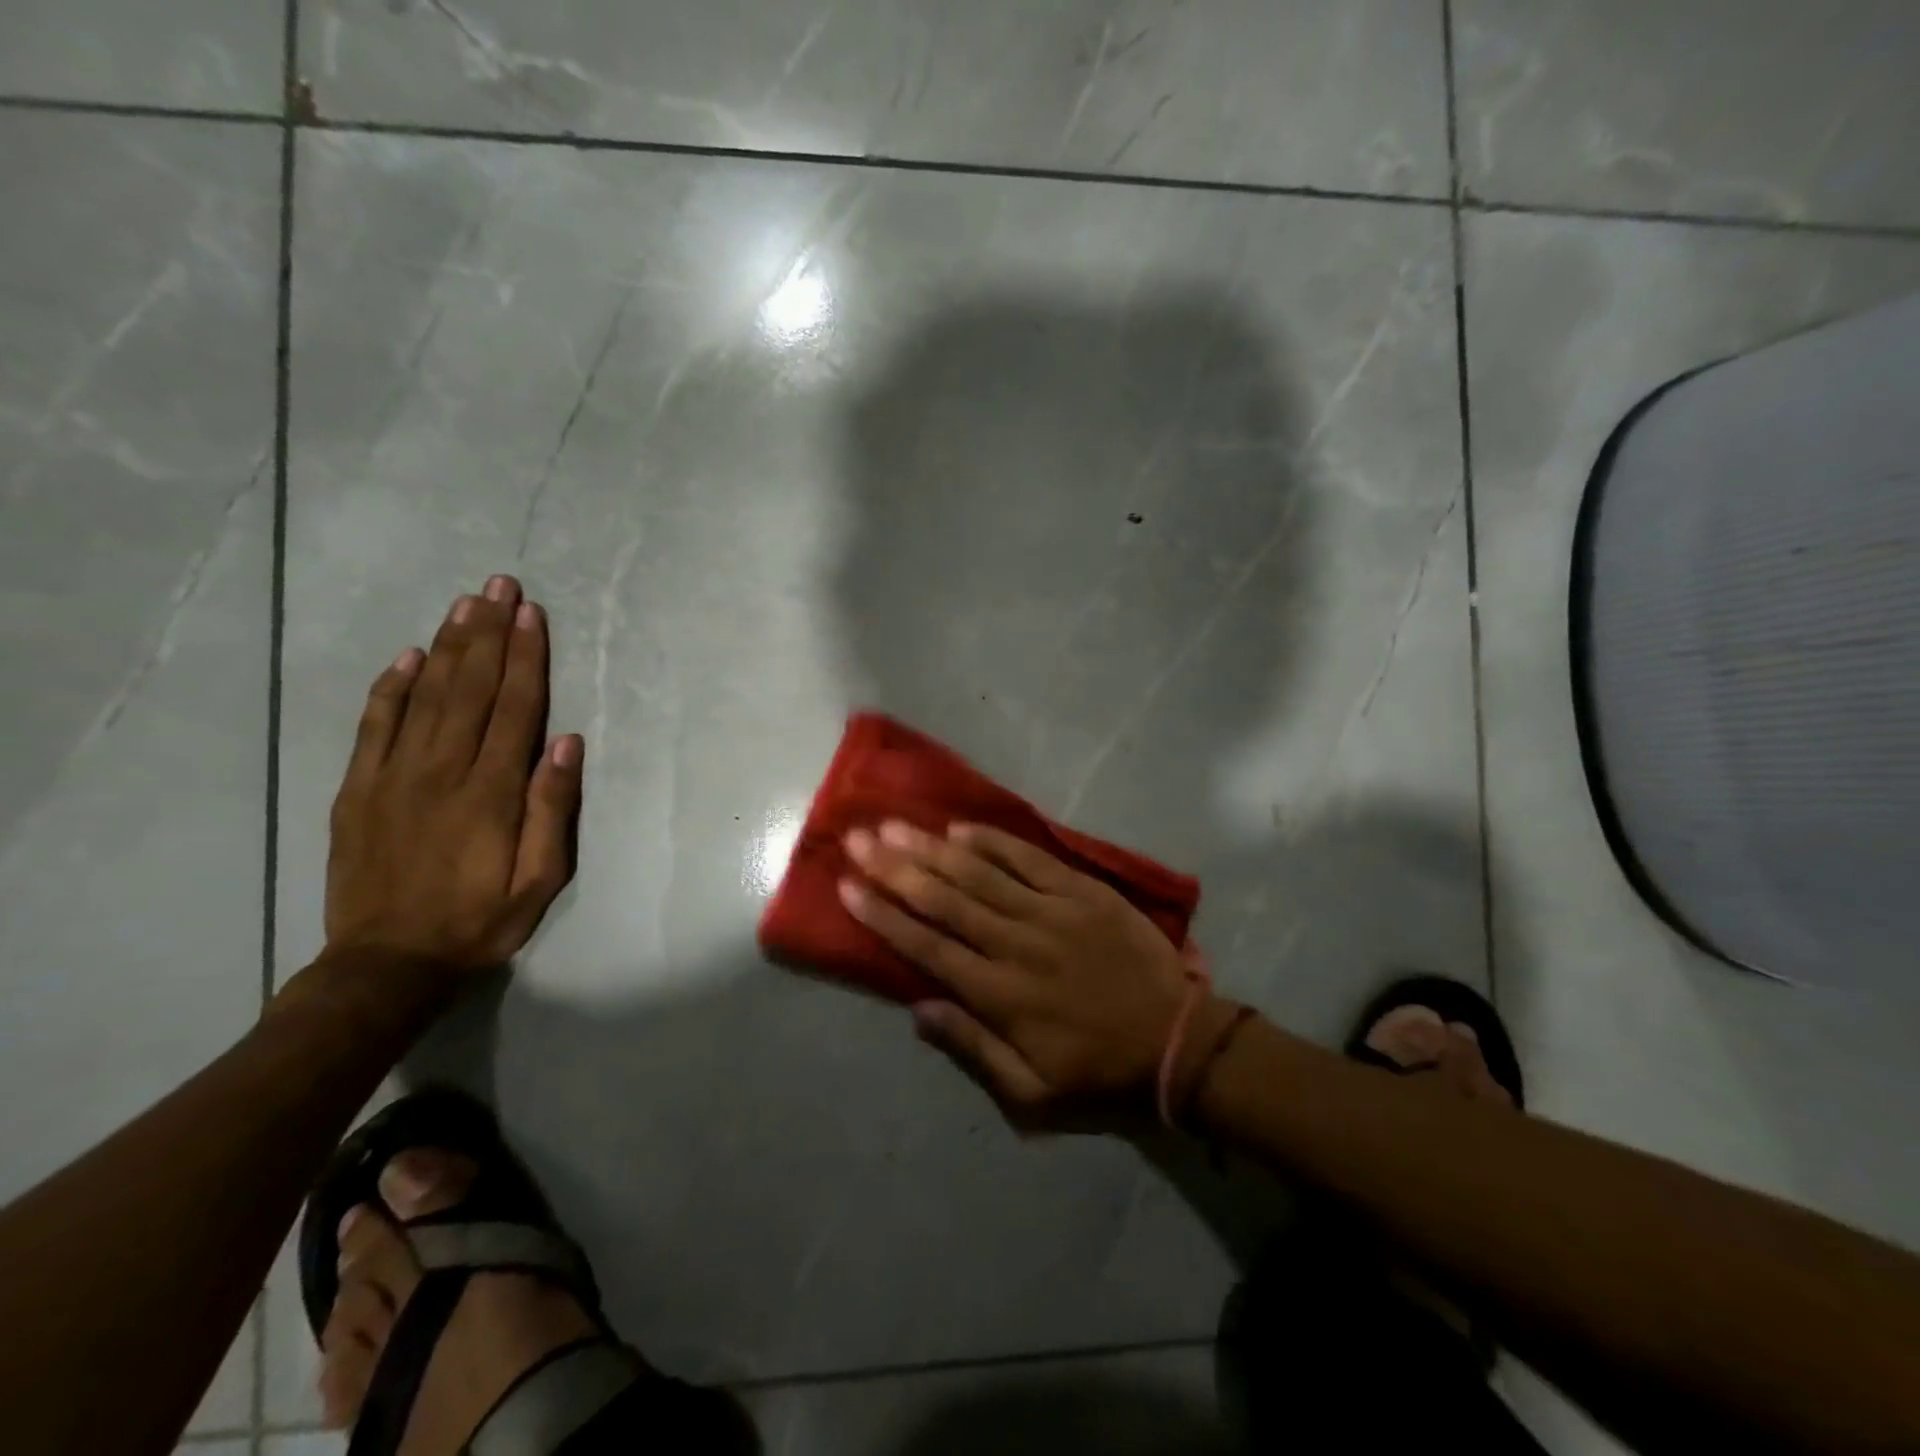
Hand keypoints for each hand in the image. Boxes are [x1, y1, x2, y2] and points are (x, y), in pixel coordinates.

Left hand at [324, 575, 583, 972]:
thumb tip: (566, 743)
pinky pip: (375, 726)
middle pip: (470, 688)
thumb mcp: (540, 879)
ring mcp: (392, 776)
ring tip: (465, 604)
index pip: (514, 708)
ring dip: (448, 646)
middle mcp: (441, 771)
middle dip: (488, 633)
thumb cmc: (479, 921)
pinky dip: (391, 687)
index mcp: (490, 791)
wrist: (387, 964)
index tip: (531, 615)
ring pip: (425, 696)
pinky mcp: (358, 789)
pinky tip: (408, 657)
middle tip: (499, 586)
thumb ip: (552, 809)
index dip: (525, 658)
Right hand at [839, 820, 1221, 1119]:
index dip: (883, 915)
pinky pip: (1030, 859)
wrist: (1177, 1041)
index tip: (848, 887)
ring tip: (894, 825)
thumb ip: (972, 1049)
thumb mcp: (1031, 1092)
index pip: (927, 946)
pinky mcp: (1082, 891)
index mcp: (999, 995)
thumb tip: (917, 1009)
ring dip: (932, 848)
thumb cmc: (1098, 1071)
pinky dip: (994, 842)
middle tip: (858, 838)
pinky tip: (961, 828)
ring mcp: (1051, 911)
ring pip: (979, 873)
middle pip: (944, 899)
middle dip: (895, 867)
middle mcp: (1016, 944)